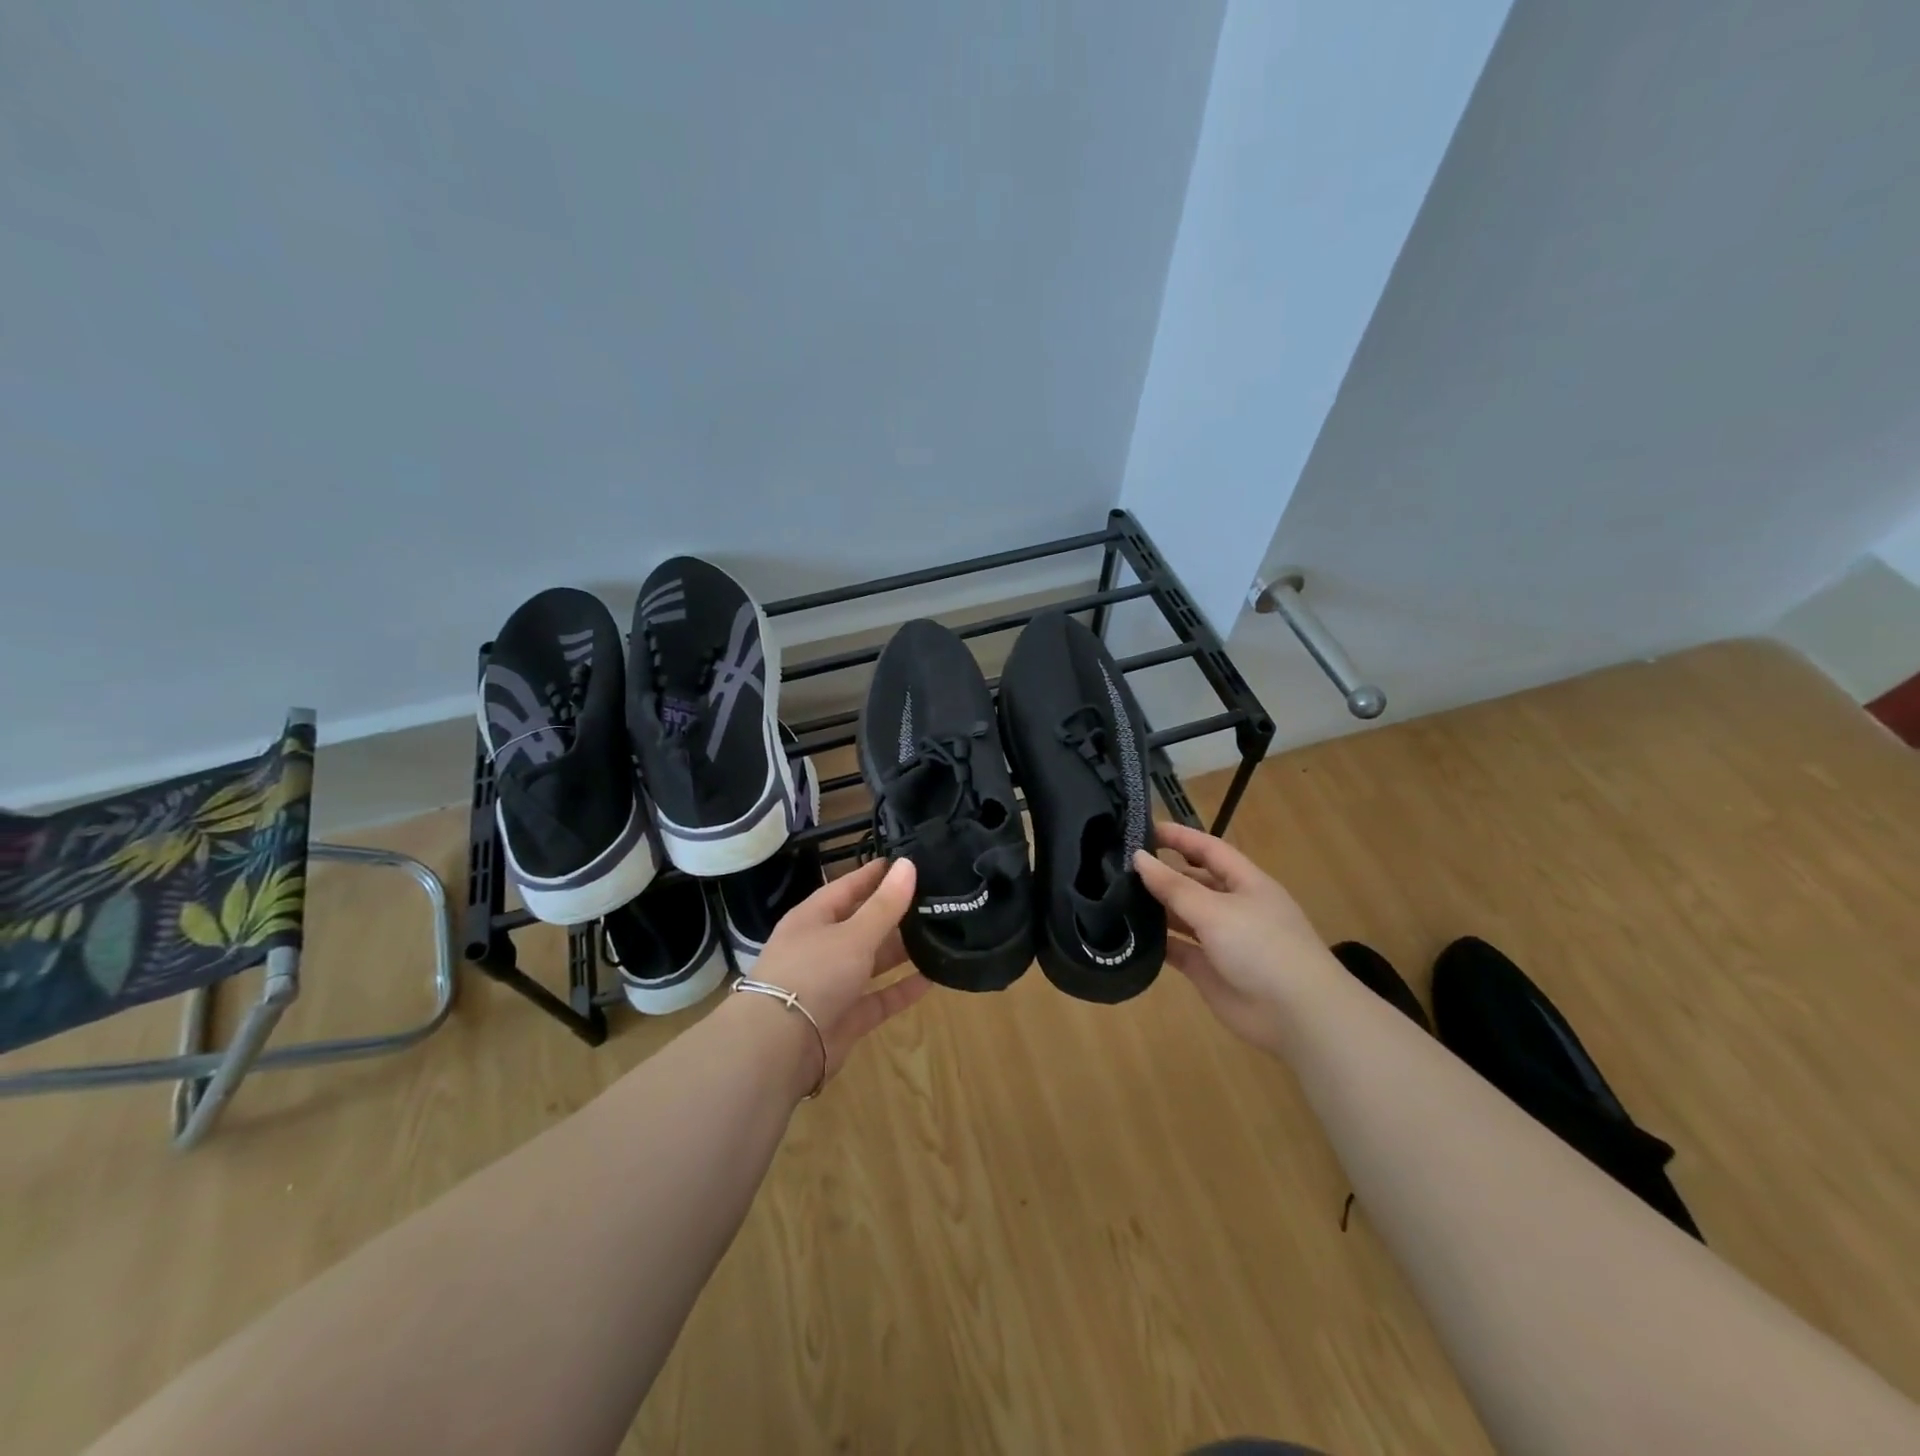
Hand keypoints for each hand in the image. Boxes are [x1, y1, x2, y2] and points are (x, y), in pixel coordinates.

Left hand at [749, 857, 929, 1090]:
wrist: (780, 1047)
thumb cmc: (813, 973)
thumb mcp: (853, 934)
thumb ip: (885, 904)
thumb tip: (908, 864)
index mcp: (813, 918)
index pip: (847, 887)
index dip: (874, 874)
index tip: (905, 861)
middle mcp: (821, 948)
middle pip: (861, 924)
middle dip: (894, 914)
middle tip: (934, 899)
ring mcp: (832, 984)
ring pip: (872, 961)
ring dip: (901, 951)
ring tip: (940, 933)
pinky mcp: (845, 1018)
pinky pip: (879, 998)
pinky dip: (902, 989)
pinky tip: (933, 978)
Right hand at [1134, 820, 1338, 1053]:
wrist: (1297, 1016)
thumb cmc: (1262, 947)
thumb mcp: (1216, 910)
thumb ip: (1174, 886)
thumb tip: (1138, 858)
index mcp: (1245, 883)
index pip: (1208, 848)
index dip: (1178, 836)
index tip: (1140, 828)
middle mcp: (1232, 906)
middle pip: (1193, 881)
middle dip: (1161, 872)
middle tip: (1117, 864)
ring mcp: (1220, 940)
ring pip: (1182, 915)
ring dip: (1155, 907)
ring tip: (1114, 895)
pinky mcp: (1208, 970)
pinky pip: (1177, 949)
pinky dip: (1156, 942)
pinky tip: (1127, 933)